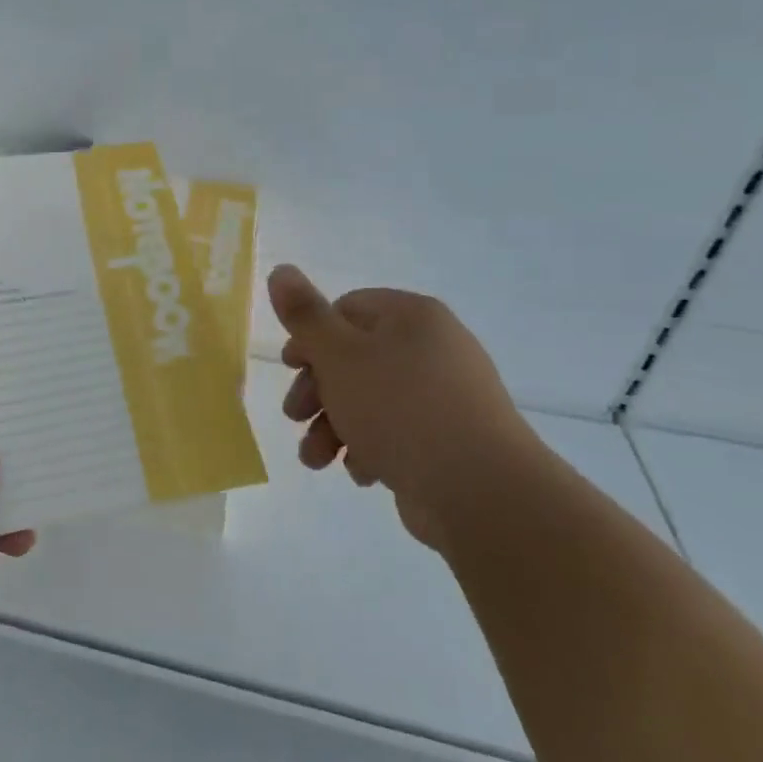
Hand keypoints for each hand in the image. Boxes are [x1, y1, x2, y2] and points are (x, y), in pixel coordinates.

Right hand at [267, 265, 540, 549]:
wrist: (481, 491)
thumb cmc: (399, 410)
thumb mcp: (338, 356)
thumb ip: (304, 314)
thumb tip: (281, 270)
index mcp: (411, 317)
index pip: (346, 309)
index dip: (310, 337)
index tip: (289, 368)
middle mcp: (432, 347)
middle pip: (353, 358)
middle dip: (317, 392)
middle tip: (296, 417)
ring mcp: (444, 395)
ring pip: (370, 400)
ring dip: (333, 428)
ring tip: (317, 461)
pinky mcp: (449, 438)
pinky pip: (397, 432)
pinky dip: (370, 448)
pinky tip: (362, 474)